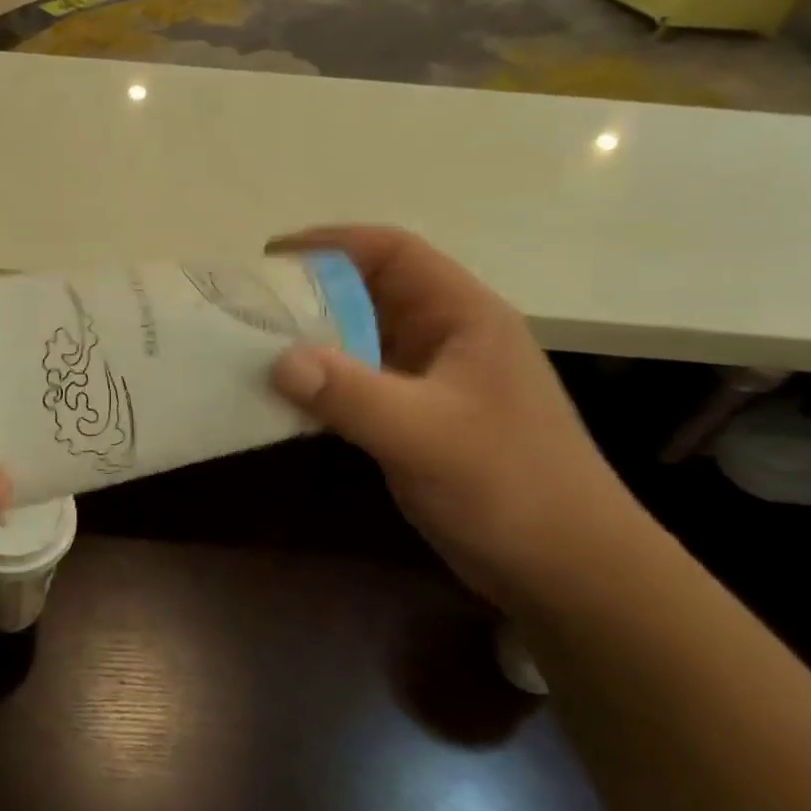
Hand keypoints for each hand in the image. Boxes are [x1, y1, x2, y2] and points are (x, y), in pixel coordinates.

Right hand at [267, 226, 643, 606]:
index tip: (270, 257)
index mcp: (463, 317)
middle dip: (309, 293)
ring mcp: (429, 381)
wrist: (564, 568)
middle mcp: (444, 338)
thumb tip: (277, 359)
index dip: (332, 243)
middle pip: (368, 293)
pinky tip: (280, 397)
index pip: (393, 254)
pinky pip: (356, 384)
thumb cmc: (510, 487)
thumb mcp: (427, 434)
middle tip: (247, 306)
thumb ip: (351, 393)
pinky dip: (319, 384)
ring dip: (309, 341)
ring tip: (250, 346)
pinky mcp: (414, 418)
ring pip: (358, 340)